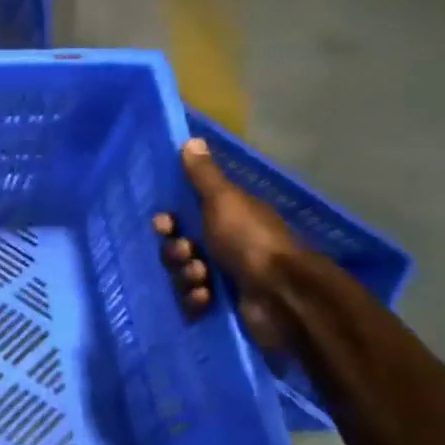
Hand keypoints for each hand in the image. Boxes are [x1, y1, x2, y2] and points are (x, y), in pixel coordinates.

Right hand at [153, 137, 300, 347]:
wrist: (281, 294)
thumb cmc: (249, 240)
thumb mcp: (224, 200)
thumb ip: (204, 175)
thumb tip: (192, 139)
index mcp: (226, 217)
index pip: (184, 215)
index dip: (168, 221)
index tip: (164, 224)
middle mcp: (225, 244)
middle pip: (179, 246)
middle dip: (176, 252)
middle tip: (188, 254)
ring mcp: (224, 276)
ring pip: (183, 274)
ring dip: (186, 276)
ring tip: (202, 278)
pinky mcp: (222, 305)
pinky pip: (193, 301)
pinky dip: (196, 300)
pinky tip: (206, 299)